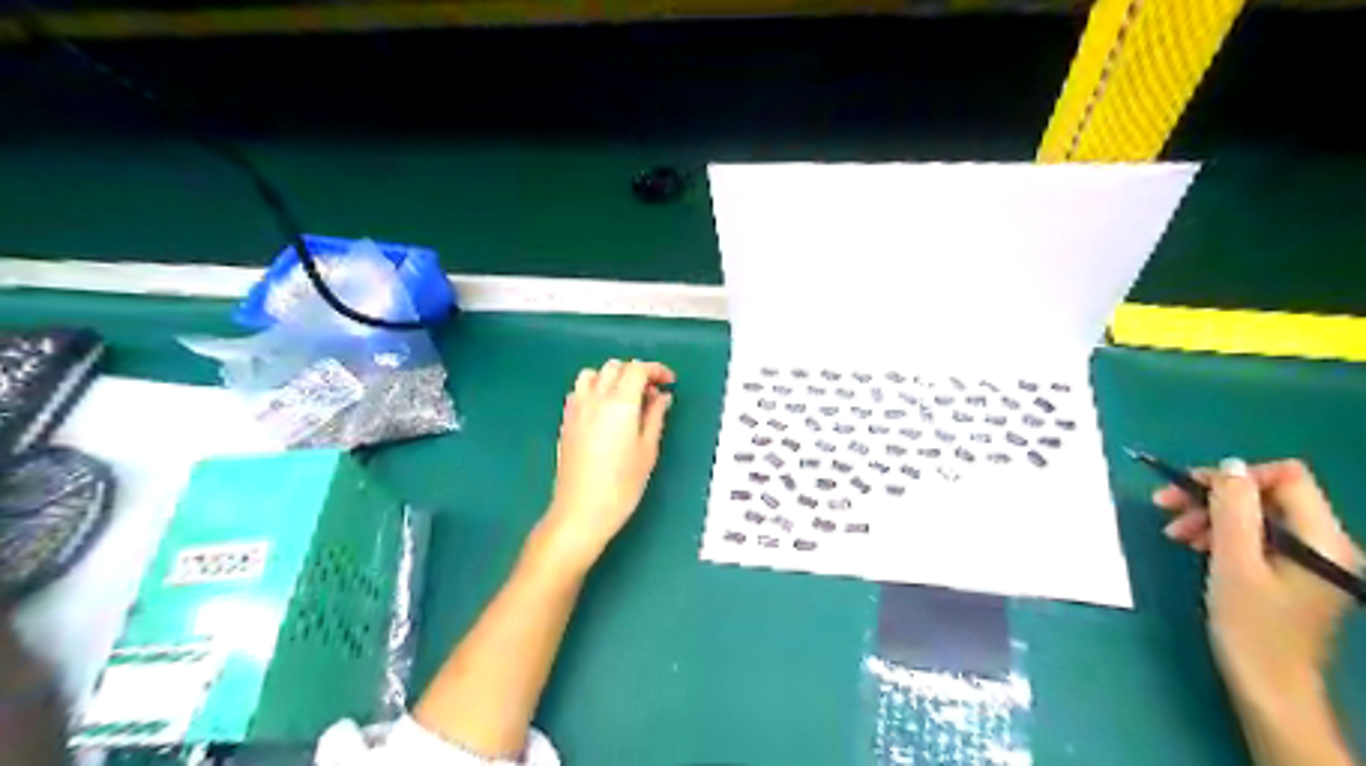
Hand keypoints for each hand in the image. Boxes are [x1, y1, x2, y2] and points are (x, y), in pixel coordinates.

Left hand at [539, 362, 675, 570]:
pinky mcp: (566, 421)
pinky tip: (604, 410)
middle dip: (635, 372)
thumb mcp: (648, 450)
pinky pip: (579, 391)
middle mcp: (595, 399)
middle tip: (651, 392)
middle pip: (614, 367)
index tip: (669, 381)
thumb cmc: (622, 485)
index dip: (656, 370)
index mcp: (620, 403)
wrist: (581, 511)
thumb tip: (662, 396)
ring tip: (626, 398)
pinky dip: (594, 389)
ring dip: (612, 377)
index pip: (637, 369)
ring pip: (592, 374)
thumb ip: (655, 417)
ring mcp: (576, 409)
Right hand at [1149, 460, 1365, 704]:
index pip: (1286, 478)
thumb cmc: (1250, 625)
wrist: (1269, 686)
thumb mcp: (1233, 562)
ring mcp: (1311, 559)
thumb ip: (1233, 509)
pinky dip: (1223, 534)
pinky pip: (1258, 536)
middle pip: (1268, 494)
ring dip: (1211, 515)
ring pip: (1257, 514)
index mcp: (1322, 539)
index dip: (1236, 476)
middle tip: (1164, 505)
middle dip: (1214, 496)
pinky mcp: (1295, 572)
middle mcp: (1326, 543)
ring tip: (1175, 532)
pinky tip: (1195, 544)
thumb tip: (1229, 466)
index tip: (1189, 490)